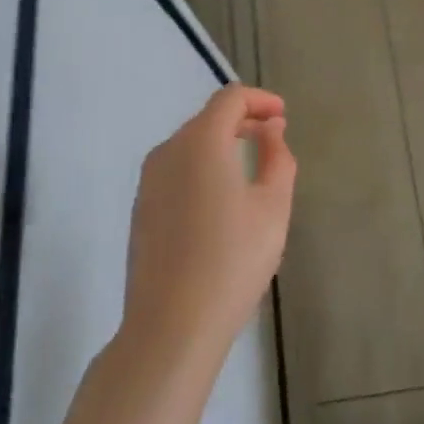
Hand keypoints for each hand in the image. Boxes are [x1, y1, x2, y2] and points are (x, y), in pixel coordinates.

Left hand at [122, 85, 296, 369]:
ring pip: (190, 145)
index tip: (283, 116)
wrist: (171, 325)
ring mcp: (148, 182)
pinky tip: (221, 200)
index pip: (230, 98)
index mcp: (200, 142)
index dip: (260, 100)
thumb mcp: (273, 207)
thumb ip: (277, 158)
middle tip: (273, 139)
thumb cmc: (232, 260)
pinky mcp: (141, 209)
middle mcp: (167, 152)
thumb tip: (271, 130)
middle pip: (207, 118)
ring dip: (222, 144)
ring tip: (251, 169)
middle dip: (242, 120)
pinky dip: (202, 167)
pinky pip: (176, 170)